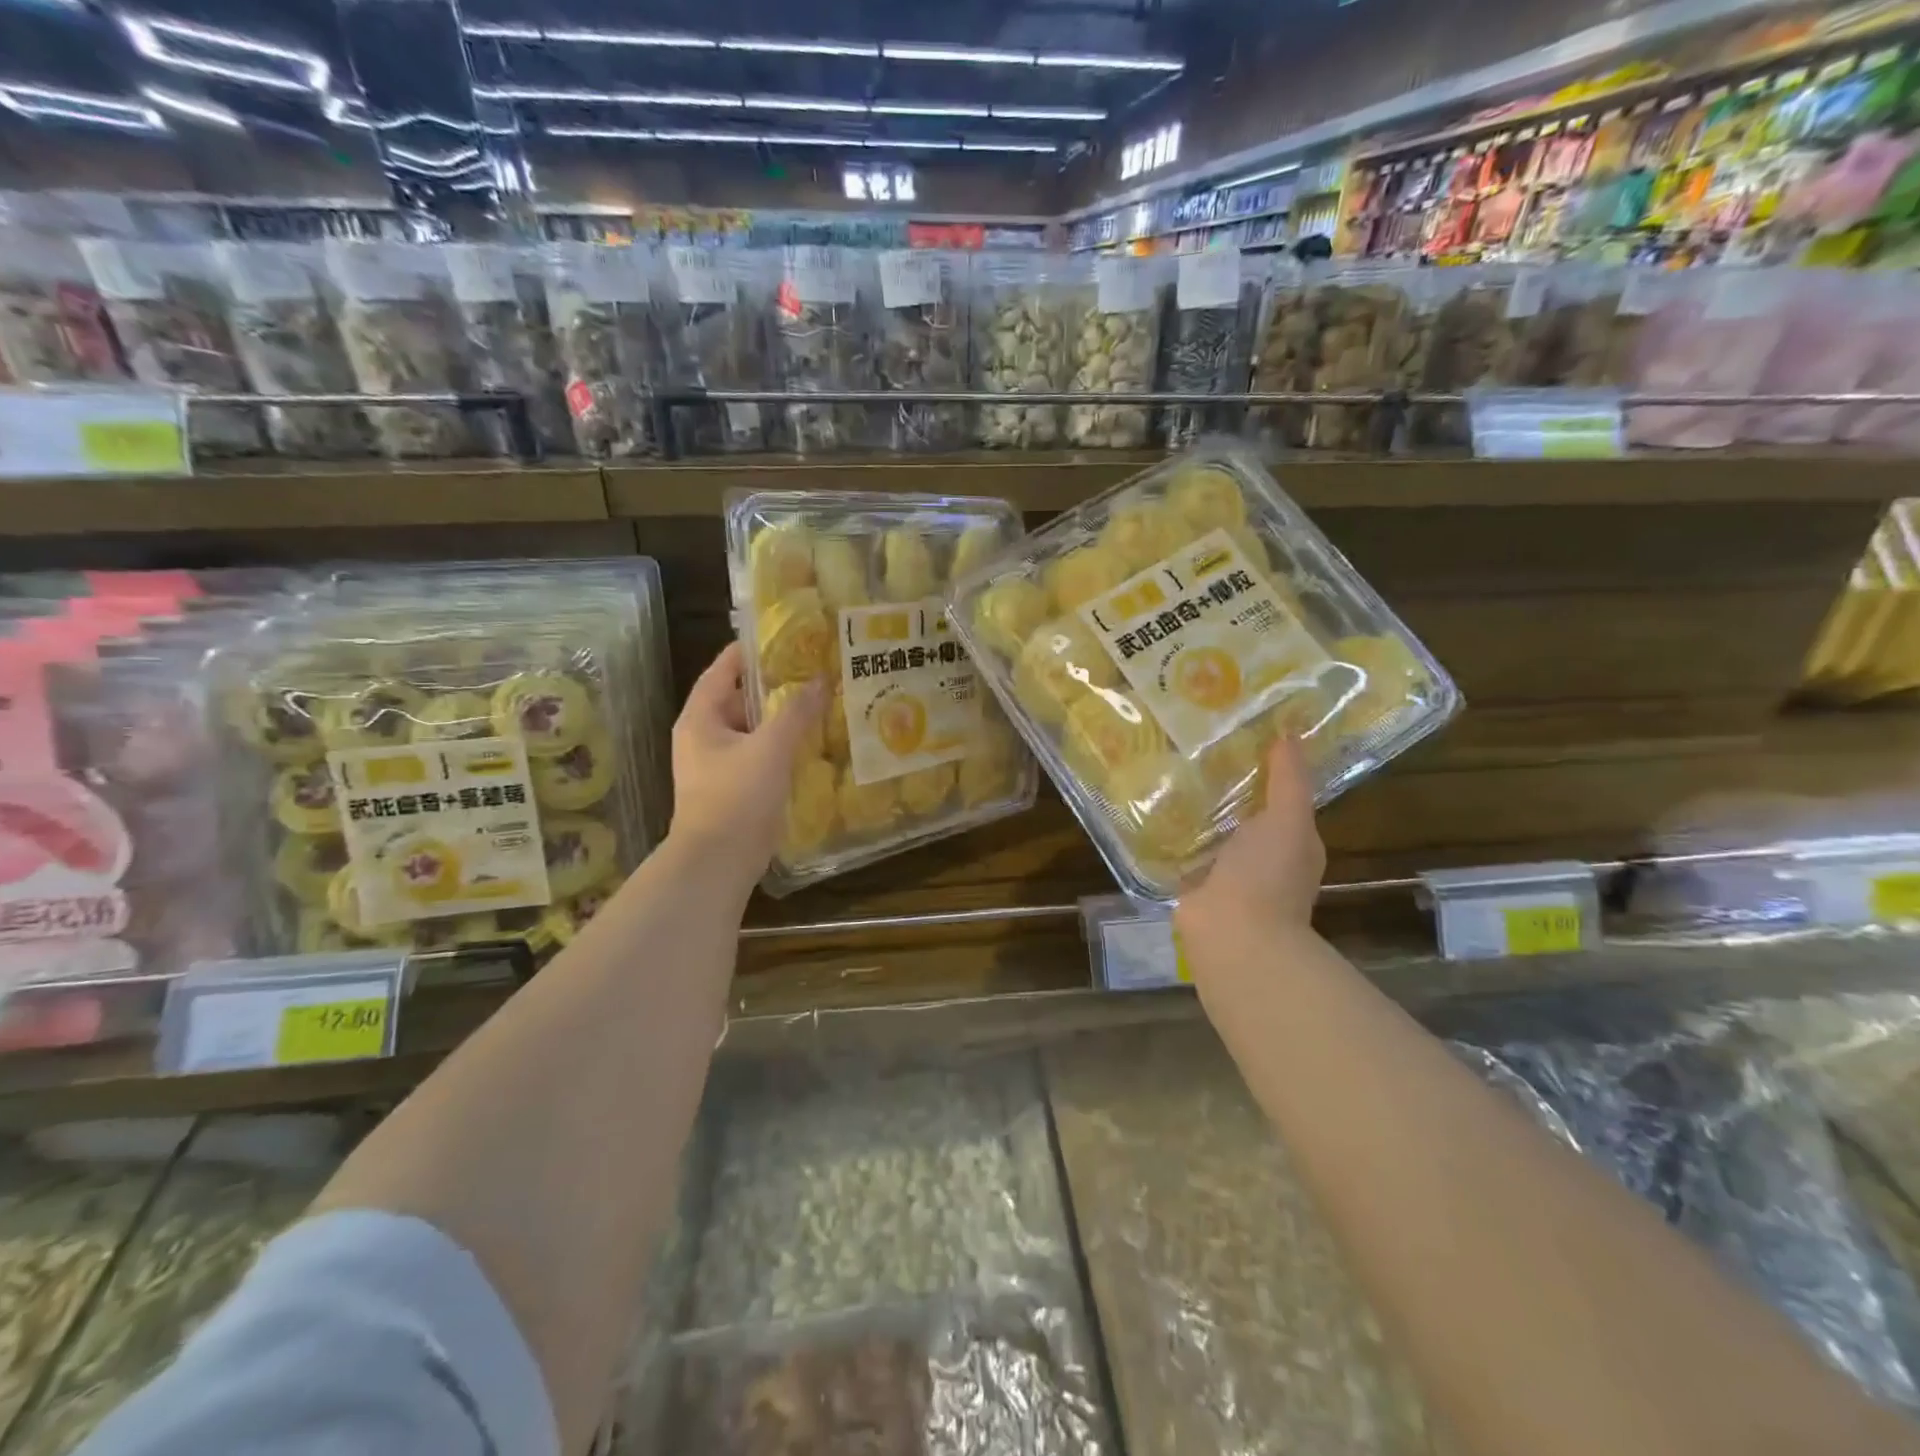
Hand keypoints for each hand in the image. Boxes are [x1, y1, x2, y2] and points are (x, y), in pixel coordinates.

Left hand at [669, 644, 824, 888]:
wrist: (718, 862)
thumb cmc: (737, 796)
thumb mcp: (770, 748)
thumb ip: (796, 712)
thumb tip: (820, 680)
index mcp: (701, 717)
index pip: (724, 668)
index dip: (751, 650)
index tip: (785, 635)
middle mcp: (704, 736)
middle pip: (739, 697)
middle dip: (774, 684)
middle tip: (813, 669)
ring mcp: (718, 763)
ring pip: (752, 728)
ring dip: (781, 716)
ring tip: (819, 700)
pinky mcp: (734, 787)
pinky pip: (760, 754)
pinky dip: (782, 745)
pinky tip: (812, 742)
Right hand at [1175, 736, 1325, 970]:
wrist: (1233, 934)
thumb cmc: (1268, 874)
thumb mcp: (1288, 819)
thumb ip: (1289, 779)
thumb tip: (1290, 733)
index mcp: (1292, 842)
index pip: (1281, 798)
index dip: (1264, 769)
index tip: (1238, 735)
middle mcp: (1262, 858)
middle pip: (1243, 814)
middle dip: (1225, 788)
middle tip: (1195, 748)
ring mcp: (1227, 874)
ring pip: (1212, 832)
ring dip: (1196, 811)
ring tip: (1167, 771)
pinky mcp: (1194, 885)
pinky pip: (1184, 851)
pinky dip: (1172, 835)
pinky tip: (1151, 810)